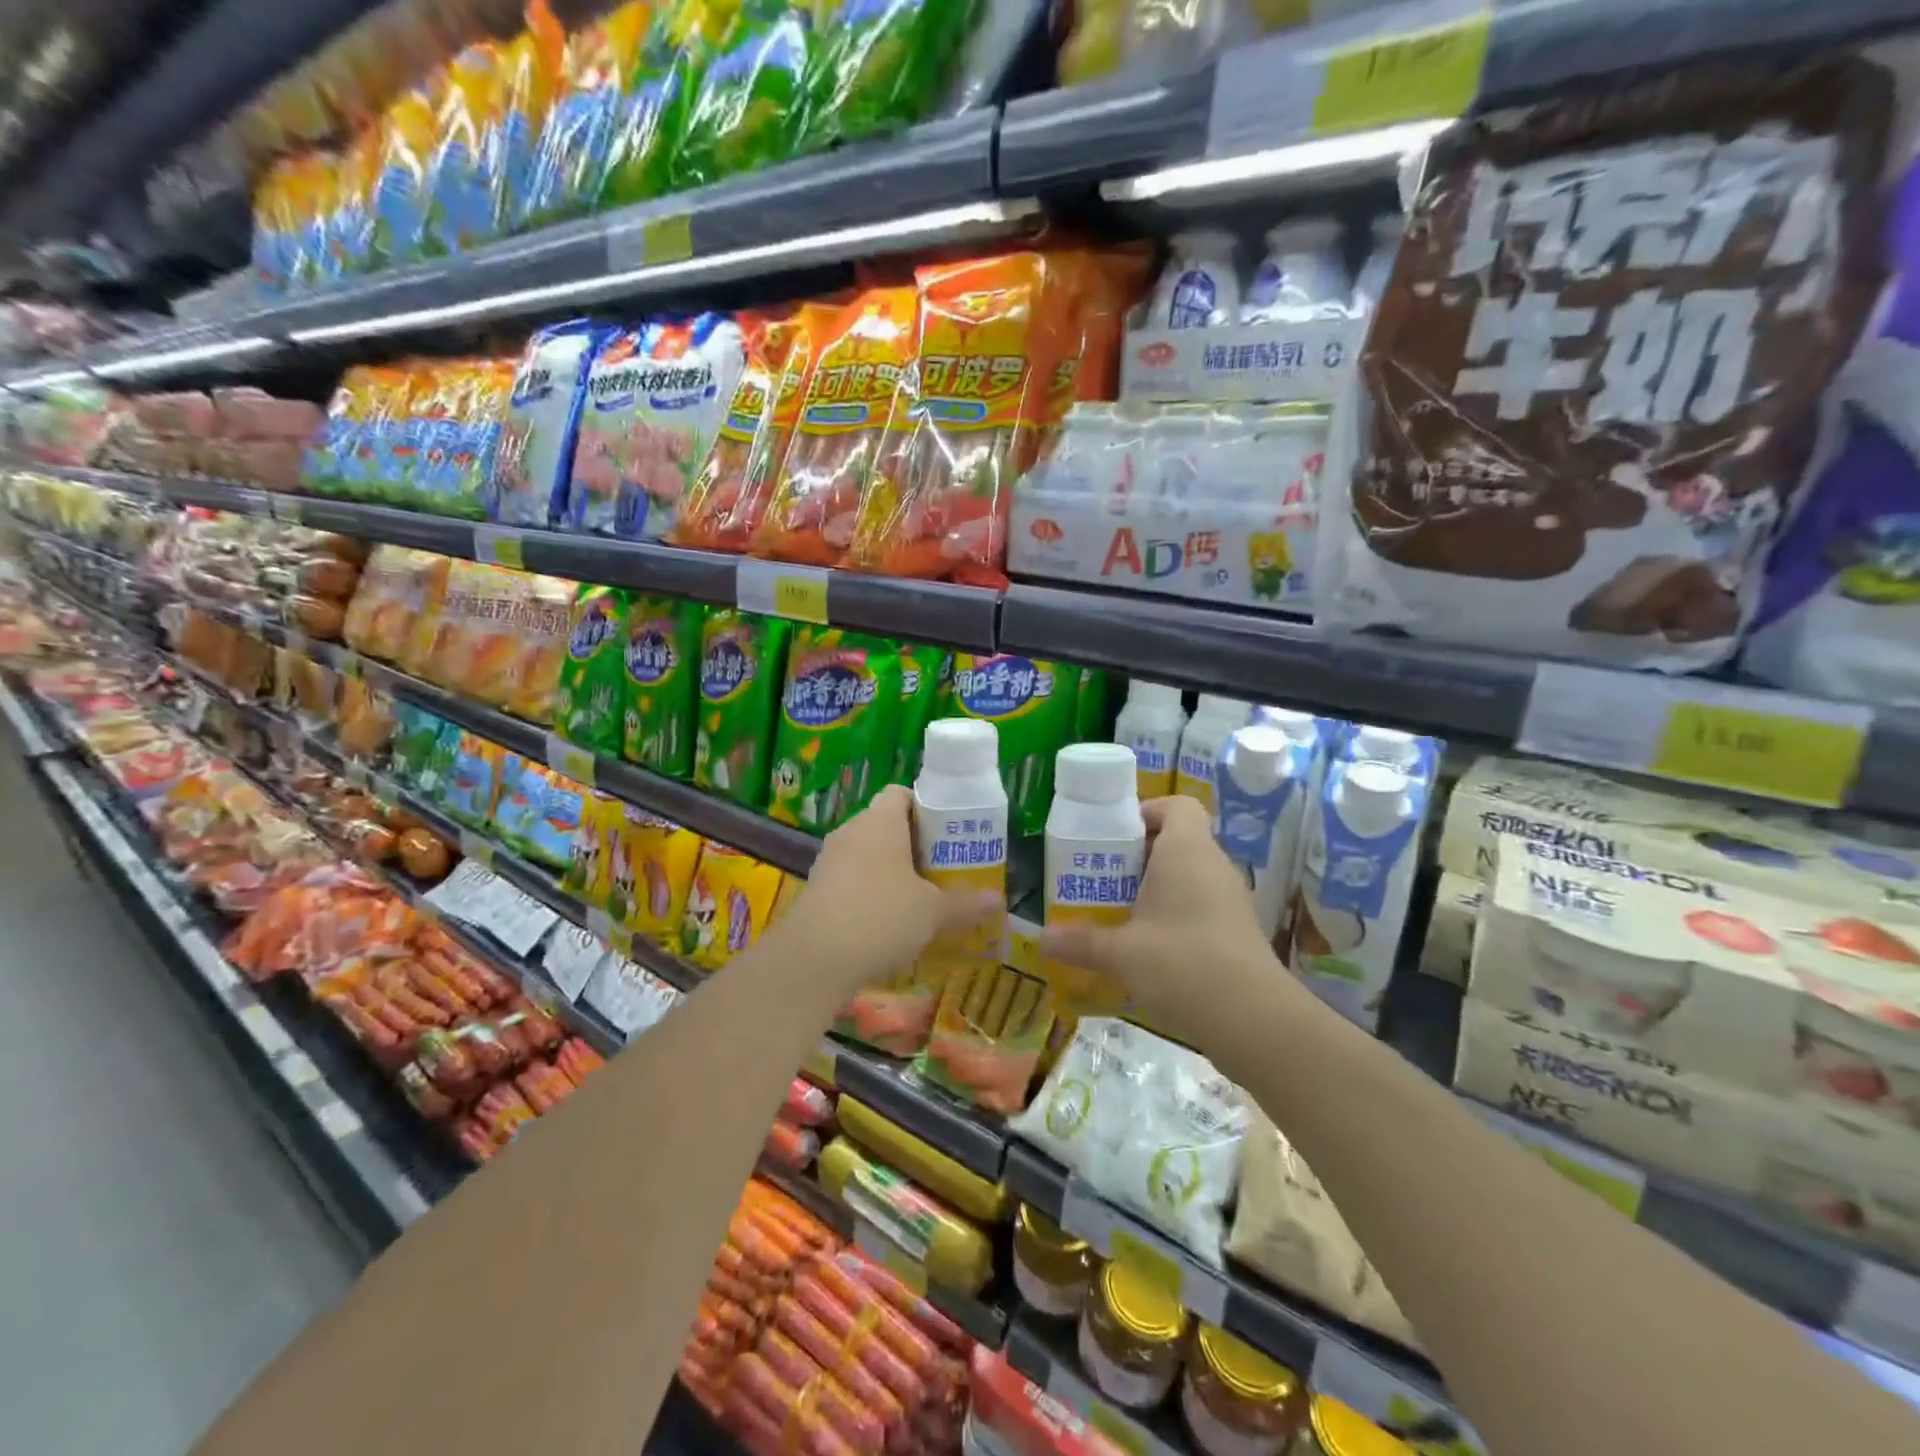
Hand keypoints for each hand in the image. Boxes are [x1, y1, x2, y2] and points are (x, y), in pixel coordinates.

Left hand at [777, 785, 1002, 995]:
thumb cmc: (880, 917)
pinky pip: (851, 880)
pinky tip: (888, 923)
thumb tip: (999, 900)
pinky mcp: (816, 890)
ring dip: (891, 872)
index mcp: (880, 821)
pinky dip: (870, 893)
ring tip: (920, 898)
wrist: (813, 960)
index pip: (901, 793)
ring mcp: (829, 861)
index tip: (949, 833)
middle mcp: (850, 832)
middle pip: (886, 825)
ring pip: (867, 855)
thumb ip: (965, 904)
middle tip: (943, 868)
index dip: (927, 807)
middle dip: (915, 845)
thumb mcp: (932, 912)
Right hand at [1039, 796, 1297, 1047]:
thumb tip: (1042, 938)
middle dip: (1137, 857)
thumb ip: (1080, 941)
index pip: (1177, 805)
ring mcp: (1230, 900)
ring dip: (1155, 889)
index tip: (1114, 836)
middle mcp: (1213, 866)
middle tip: (1102, 878)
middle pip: (1177, 841)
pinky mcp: (1237, 932)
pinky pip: (1200, 907)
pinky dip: (1174, 917)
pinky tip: (1147, 950)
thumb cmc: (1181, 963)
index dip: (1147, 811)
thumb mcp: (1121, 953)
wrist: (1254, 1020)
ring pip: (1188, 877)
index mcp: (1187, 850)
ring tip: (1118, 914)